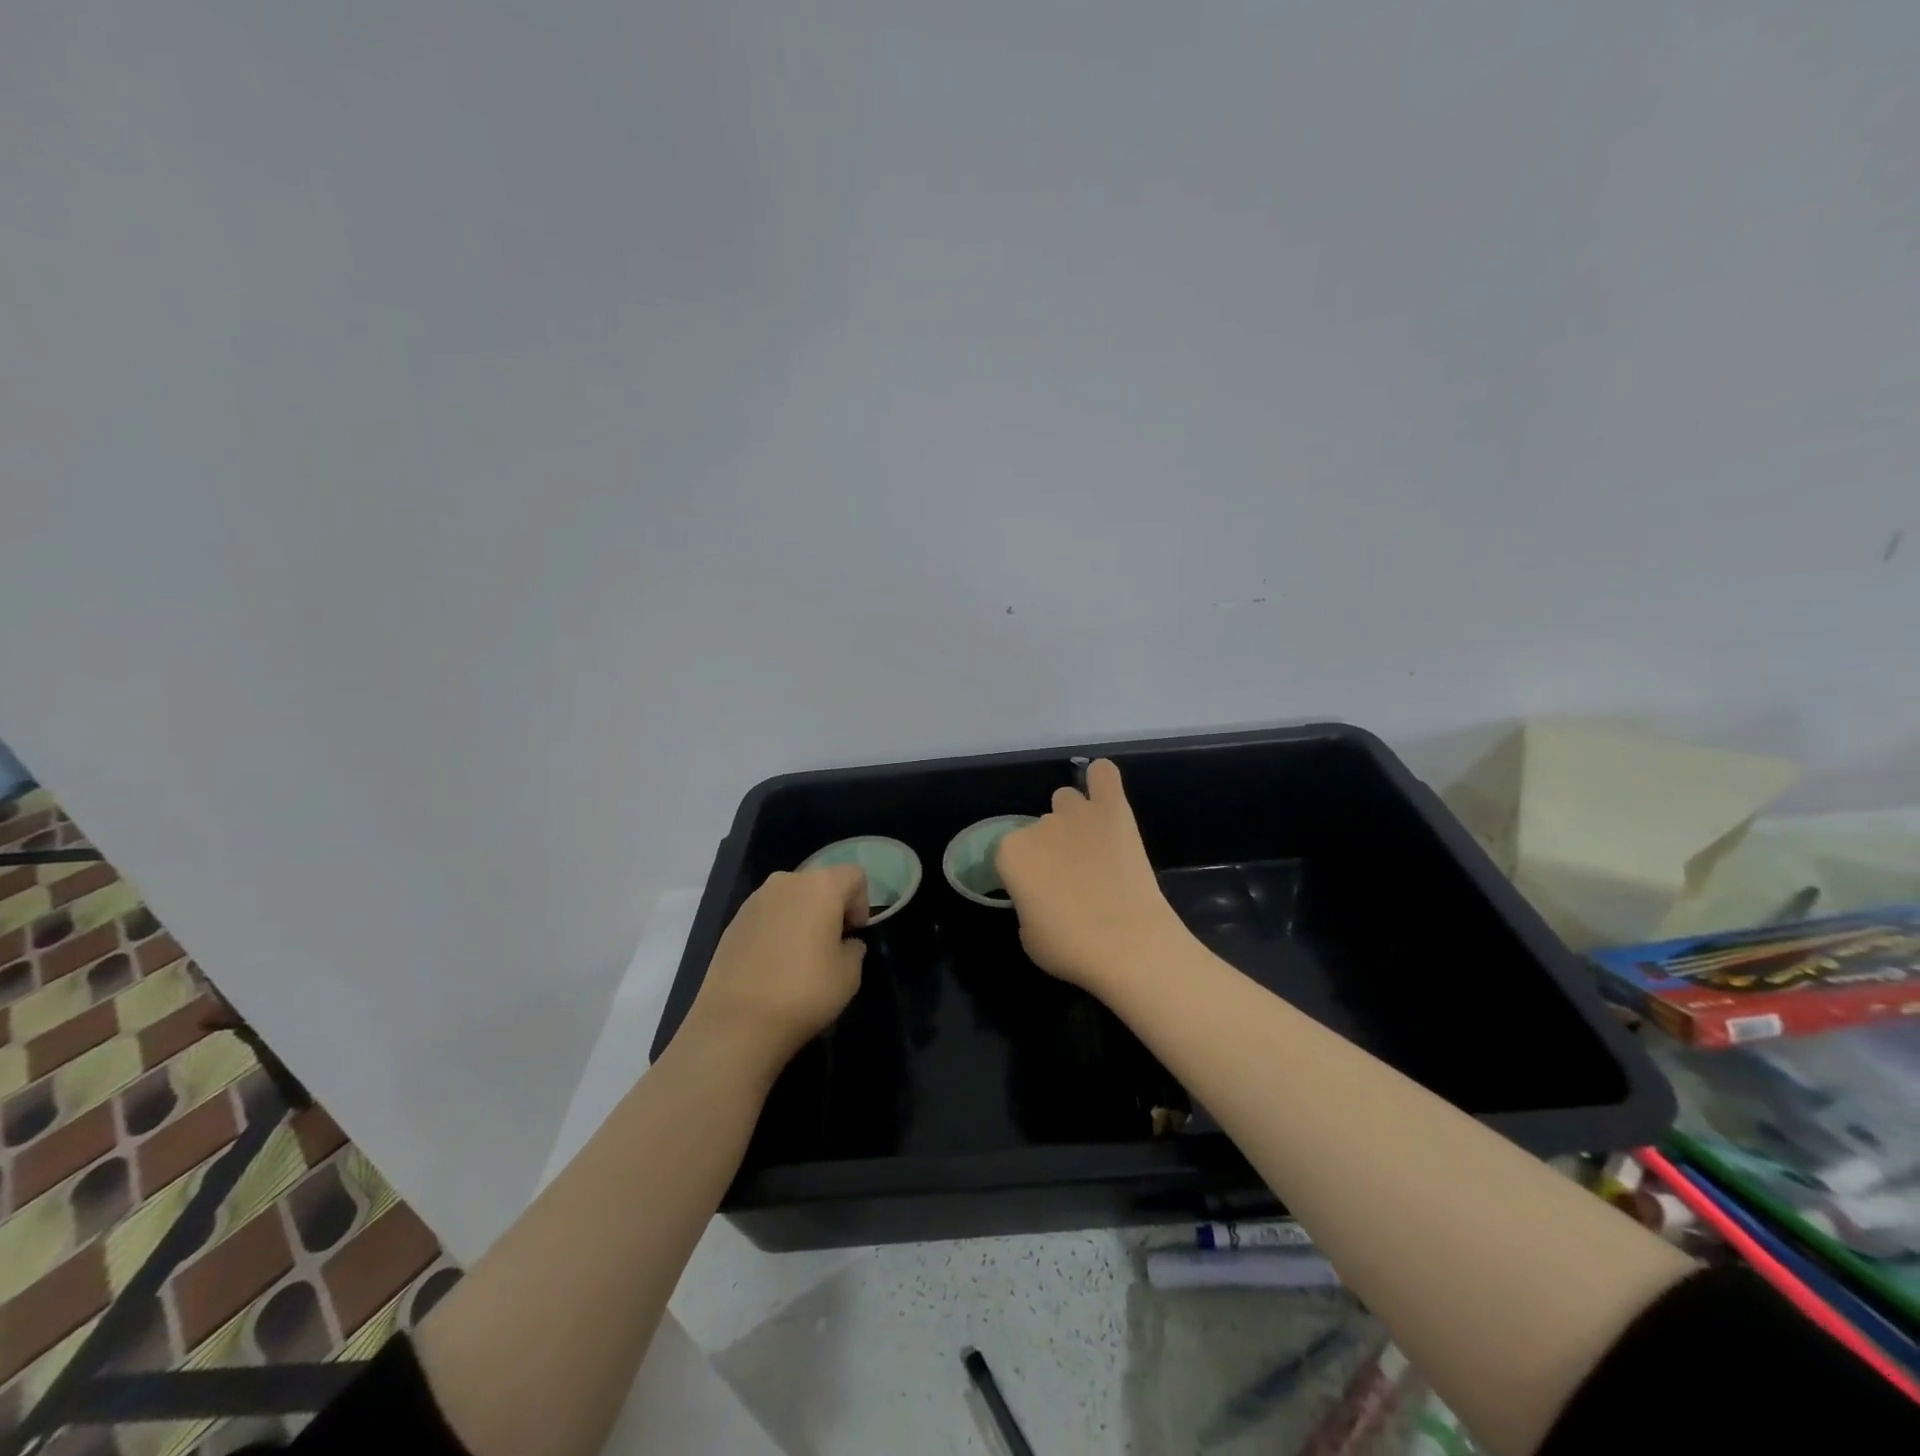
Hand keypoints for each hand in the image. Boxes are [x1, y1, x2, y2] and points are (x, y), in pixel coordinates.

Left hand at [684, 867, 867, 1069]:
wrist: (736, 1022)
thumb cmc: (804, 992)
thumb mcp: (849, 975)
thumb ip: (854, 949)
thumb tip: (846, 944)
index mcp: (820, 887)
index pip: (854, 875)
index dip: (862, 902)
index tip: (854, 933)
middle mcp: (786, 882)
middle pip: (820, 883)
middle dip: (830, 907)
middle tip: (831, 944)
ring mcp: (755, 900)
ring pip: (791, 898)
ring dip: (802, 917)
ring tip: (800, 957)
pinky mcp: (733, 921)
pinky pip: (767, 916)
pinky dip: (777, 930)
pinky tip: (774, 964)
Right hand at [994, 759, 1190, 995]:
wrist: (1129, 945)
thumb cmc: (1071, 948)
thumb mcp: (1028, 935)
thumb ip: (1026, 902)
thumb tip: (1041, 892)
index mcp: (1010, 854)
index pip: (1008, 854)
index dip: (1023, 875)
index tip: (1038, 894)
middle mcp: (1039, 825)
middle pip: (1038, 827)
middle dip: (1050, 849)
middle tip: (1070, 879)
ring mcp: (1077, 813)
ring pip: (1066, 800)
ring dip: (1072, 819)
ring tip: (1091, 847)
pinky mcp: (1114, 810)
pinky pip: (1104, 774)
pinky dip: (1101, 780)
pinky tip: (1104, 793)